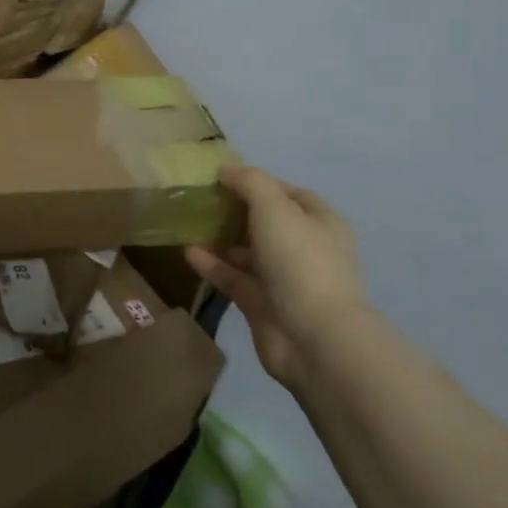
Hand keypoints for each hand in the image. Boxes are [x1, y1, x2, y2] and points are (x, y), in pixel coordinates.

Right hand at [186, 166, 365, 389]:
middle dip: (234, 210)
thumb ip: (250, 182)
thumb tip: (226, 169)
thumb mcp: (274, 207)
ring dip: (220, 239)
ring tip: (188, 225)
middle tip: (199, 200)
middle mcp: (305, 249)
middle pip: (265, 222)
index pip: (287, 193)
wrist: (314, 339)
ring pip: (247, 252)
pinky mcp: (263, 305)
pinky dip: (213, 265)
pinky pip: (234, 278)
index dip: (257, 182)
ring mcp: (285, 280)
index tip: (221, 177)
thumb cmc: (300, 261)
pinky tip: (188, 252)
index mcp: (320, 222)